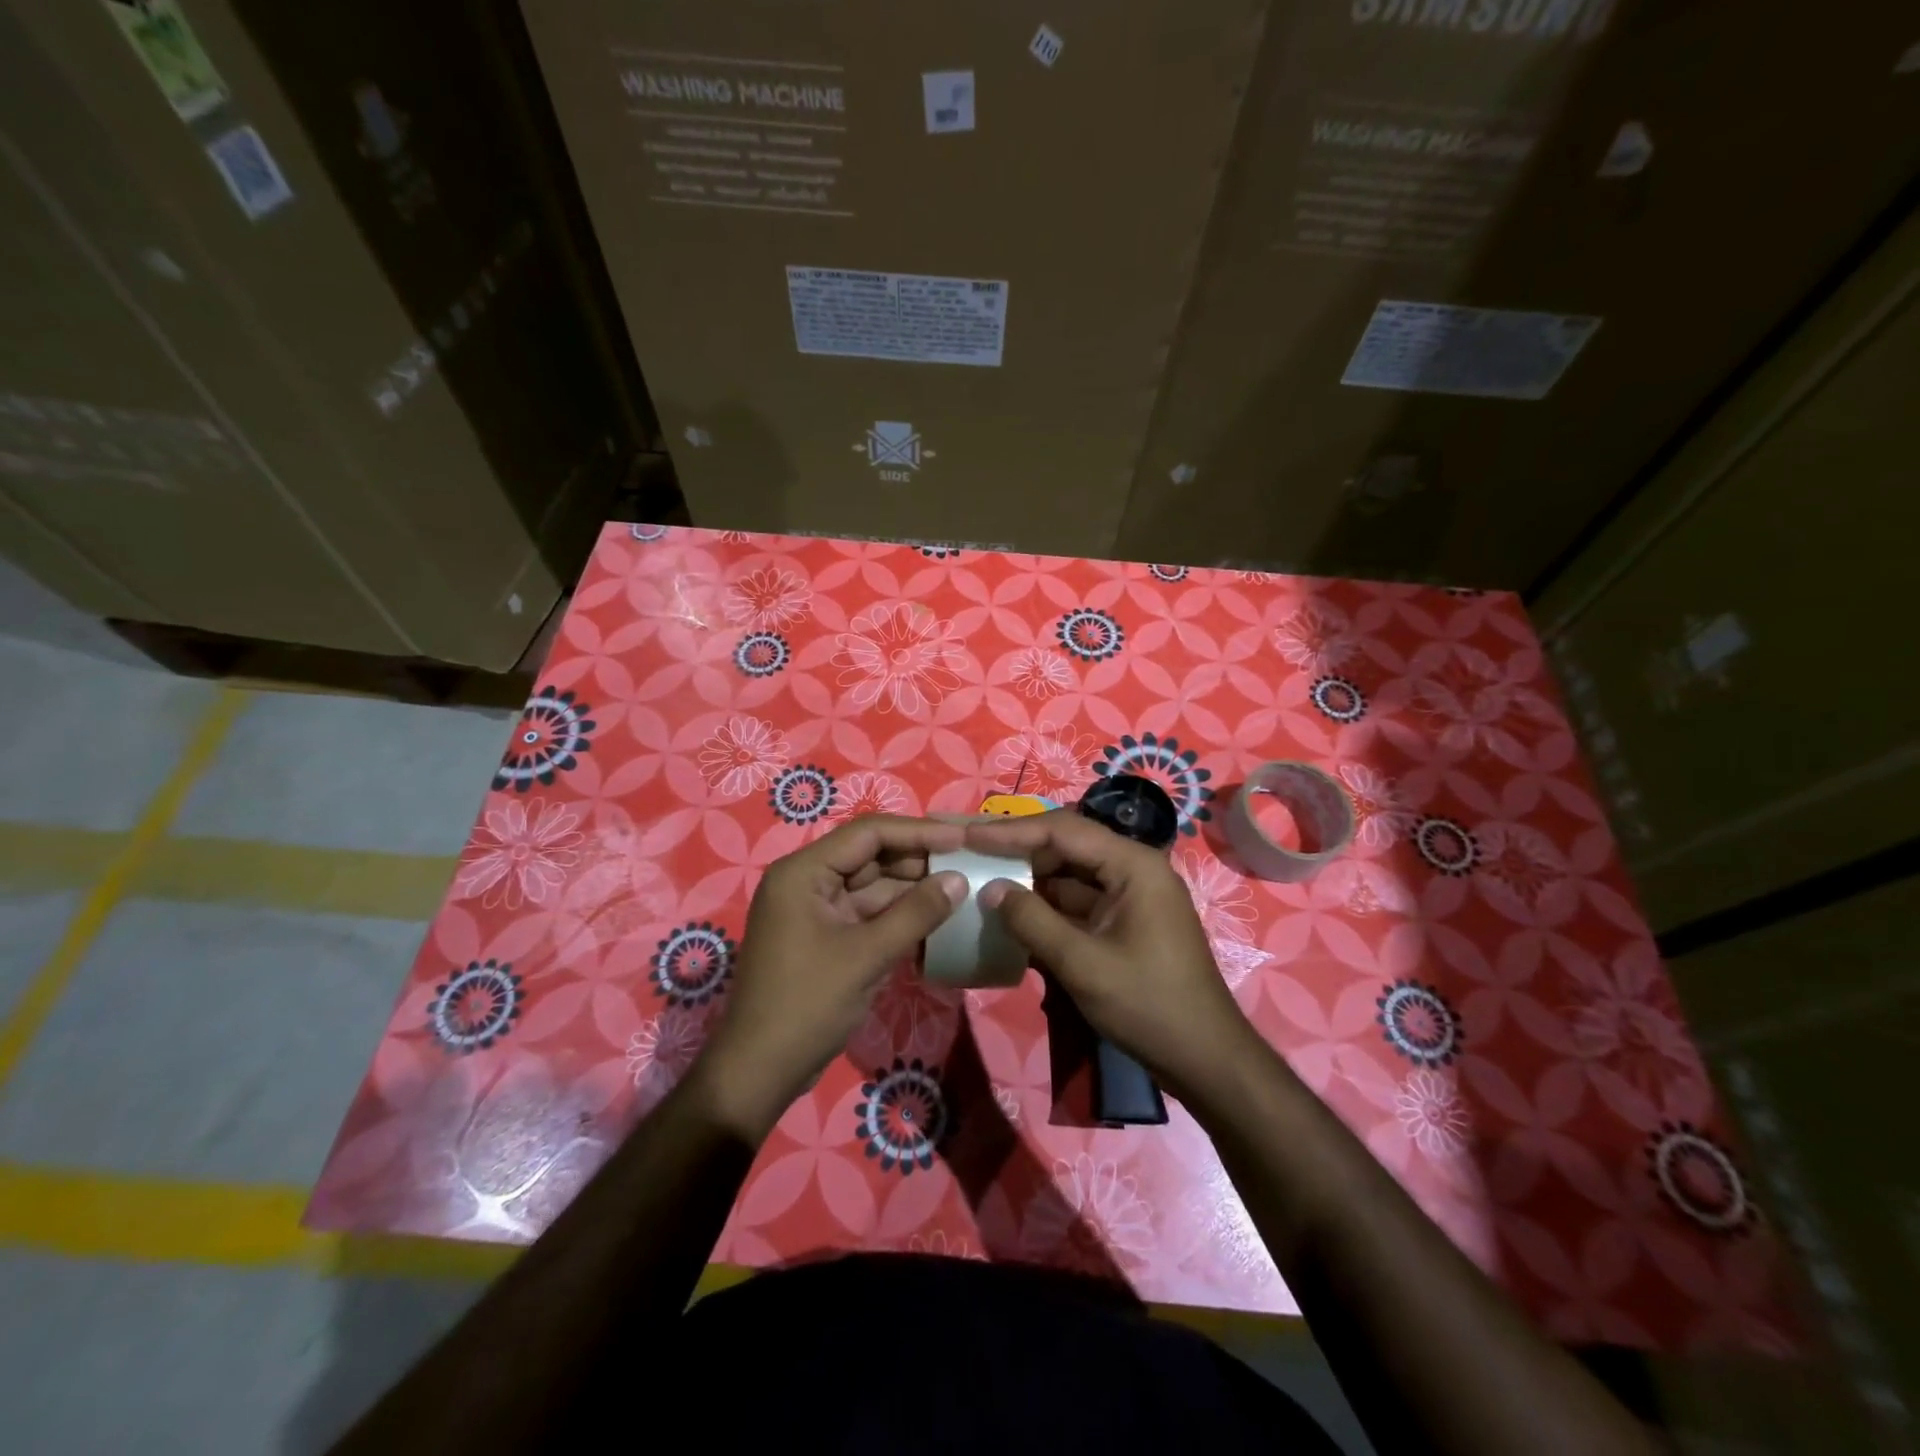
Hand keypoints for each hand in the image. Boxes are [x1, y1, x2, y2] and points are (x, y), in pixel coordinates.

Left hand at [697, 815, 967, 1138]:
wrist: (759, 1071)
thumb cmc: (807, 1005)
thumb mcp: (867, 956)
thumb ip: (916, 913)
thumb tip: (958, 880)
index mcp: (803, 872)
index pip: (868, 834)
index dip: (918, 832)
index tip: (961, 839)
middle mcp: (807, 882)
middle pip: (871, 857)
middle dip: (919, 861)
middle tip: (968, 864)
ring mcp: (816, 911)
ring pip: (873, 887)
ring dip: (913, 890)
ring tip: (961, 890)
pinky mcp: (826, 937)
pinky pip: (868, 914)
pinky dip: (899, 916)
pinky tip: (936, 919)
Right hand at [966, 811, 1262, 1104]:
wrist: (1205, 1060)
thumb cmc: (1149, 1006)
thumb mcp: (1082, 963)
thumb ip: (1032, 921)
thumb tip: (990, 888)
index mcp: (1132, 865)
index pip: (1063, 830)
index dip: (1012, 831)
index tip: (968, 835)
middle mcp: (1132, 870)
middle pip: (1066, 847)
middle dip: (1018, 852)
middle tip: (970, 854)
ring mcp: (1128, 898)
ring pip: (1068, 877)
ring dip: (1029, 882)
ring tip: (980, 881)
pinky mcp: (1122, 924)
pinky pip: (1077, 905)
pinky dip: (1045, 909)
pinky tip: (1010, 917)